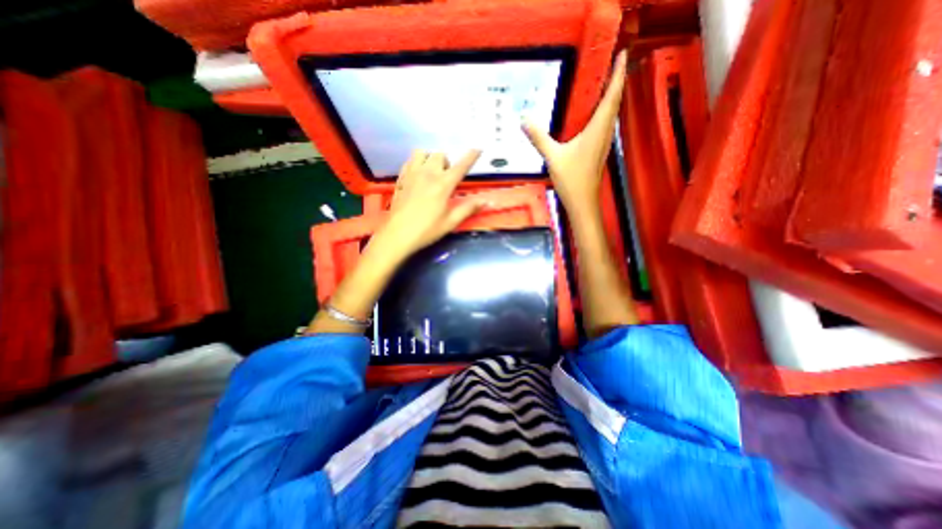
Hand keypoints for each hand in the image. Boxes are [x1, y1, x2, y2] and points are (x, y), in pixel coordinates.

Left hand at [370, 148, 480, 259]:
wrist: (398, 235)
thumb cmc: (427, 230)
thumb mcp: (451, 222)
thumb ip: (468, 209)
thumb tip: (486, 201)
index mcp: (443, 185)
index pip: (461, 166)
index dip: (471, 156)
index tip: (477, 149)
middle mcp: (428, 174)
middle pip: (440, 155)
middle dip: (446, 163)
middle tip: (446, 178)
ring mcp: (412, 174)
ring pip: (422, 153)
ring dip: (429, 159)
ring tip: (431, 173)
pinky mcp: (401, 178)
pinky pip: (409, 161)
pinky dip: (416, 163)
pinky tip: (417, 176)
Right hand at [522, 49, 623, 213]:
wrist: (583, 202)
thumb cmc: (572, 179)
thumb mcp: (553, 157)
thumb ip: (539, 138)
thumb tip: (524, 120)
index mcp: (597, 129)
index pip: (611, 96)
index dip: (618, 74)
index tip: (622, 54)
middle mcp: (604, 133)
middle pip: (614, 102)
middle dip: (616, 81)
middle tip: (611, 64)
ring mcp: (603, 143)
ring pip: (611, 114)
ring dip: (611, 97)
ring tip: (604, 84)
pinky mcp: (599, 150)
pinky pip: (605, 125)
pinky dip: (603, 113)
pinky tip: (593, 115)